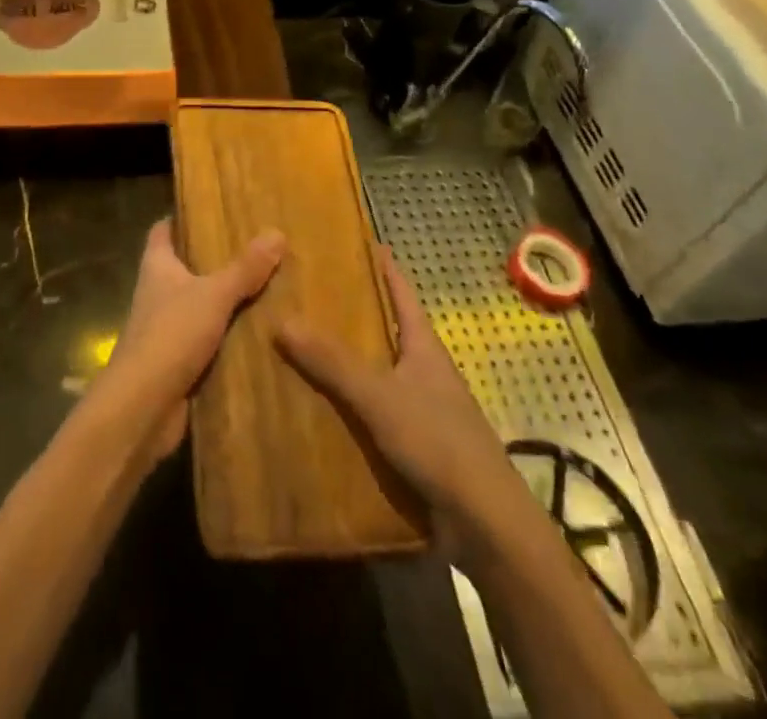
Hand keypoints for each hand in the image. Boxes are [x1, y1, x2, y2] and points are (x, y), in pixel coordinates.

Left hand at [97, 217, 284, 457]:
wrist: (144, 406)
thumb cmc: (171, 335)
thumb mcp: (213, 295)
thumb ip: (244, 268)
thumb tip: (276, 232)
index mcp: (157, 266)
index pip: (163, 231)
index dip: (181, 218)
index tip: (211, 209)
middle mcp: (157, 293)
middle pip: (184, 267)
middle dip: (215, 260)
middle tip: (255, 249)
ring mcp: (165, 329)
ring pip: (198, 305)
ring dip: (225, 301)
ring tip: (267, 288)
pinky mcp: (177, 362)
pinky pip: (207, 341)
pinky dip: (228, 338)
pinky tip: (259, 336)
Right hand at [276, 244, 514, 549]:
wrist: (484, 524)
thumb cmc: (438, 441)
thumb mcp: (379, 395)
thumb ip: (332, 361)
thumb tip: (281, 320)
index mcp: (424, 346)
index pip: (401, 292)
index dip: (383, 266)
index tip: (361, 241)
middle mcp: (424, 370)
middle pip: (387, 329)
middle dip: (353, 311)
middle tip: (310, 292)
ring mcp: (421, 408)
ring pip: (378, 372)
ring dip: (347, 360)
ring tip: (302, 344)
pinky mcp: (414, 444)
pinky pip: (374, 412)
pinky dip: (349, 404)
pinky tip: (318, 405)